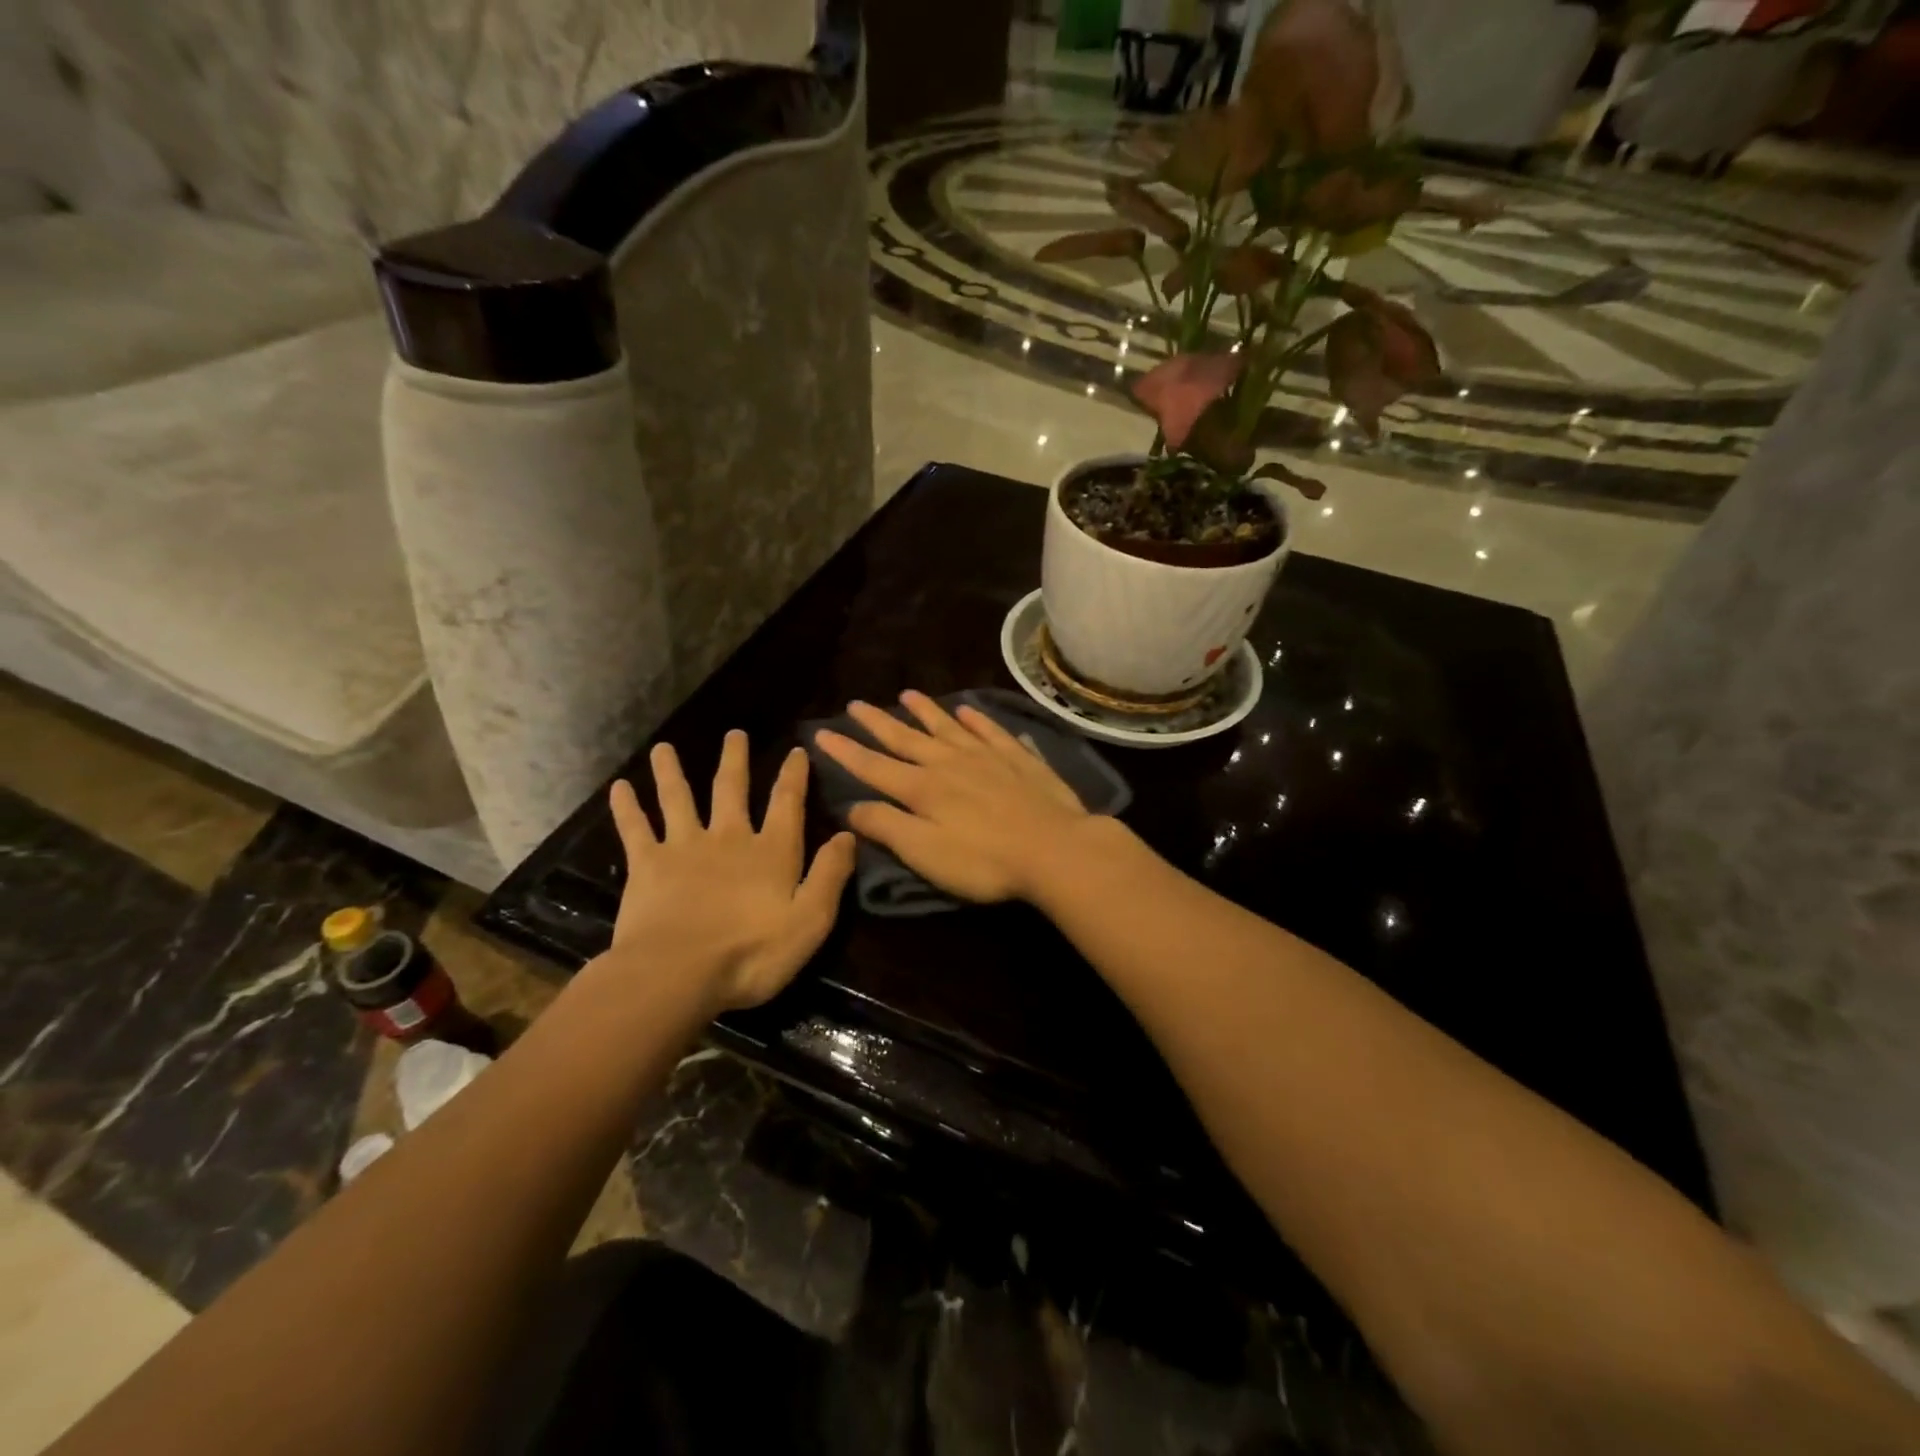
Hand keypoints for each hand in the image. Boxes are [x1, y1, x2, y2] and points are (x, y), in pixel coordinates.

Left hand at [603, 732, 855, 1011]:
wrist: (678, 973)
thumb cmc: (752, 953)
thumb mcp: (811, 920)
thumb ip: (830, 875)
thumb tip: (848, 834)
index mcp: (771, 851)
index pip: (787, 803)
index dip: (793, 775)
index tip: (796, 750)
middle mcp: (728, 837)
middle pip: (731, 789)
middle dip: (735, 759)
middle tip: (734, 733)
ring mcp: (684, 846)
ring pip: (678, 798)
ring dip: (672, 771)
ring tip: (663, 748)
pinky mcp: (648, 864)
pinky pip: (635, 828)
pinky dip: (627, 806)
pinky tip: (618, 787)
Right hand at [813, 691, 1098, 903]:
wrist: (1055, 849)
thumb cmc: (984, 861)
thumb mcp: (924, 853)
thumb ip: (886, 827)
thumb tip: (850, 806)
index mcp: (922, 789)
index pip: (873, 766)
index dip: (845, 752)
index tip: (821, 734)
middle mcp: (949, 763)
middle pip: (907, 739)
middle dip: (878, 723)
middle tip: (856, 704)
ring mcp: (986, 757)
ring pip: (948, 727)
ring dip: (925, 711)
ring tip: (907, 694)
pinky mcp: (1018, 759)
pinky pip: (991, 731)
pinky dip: (977, 719)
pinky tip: (969, 710)